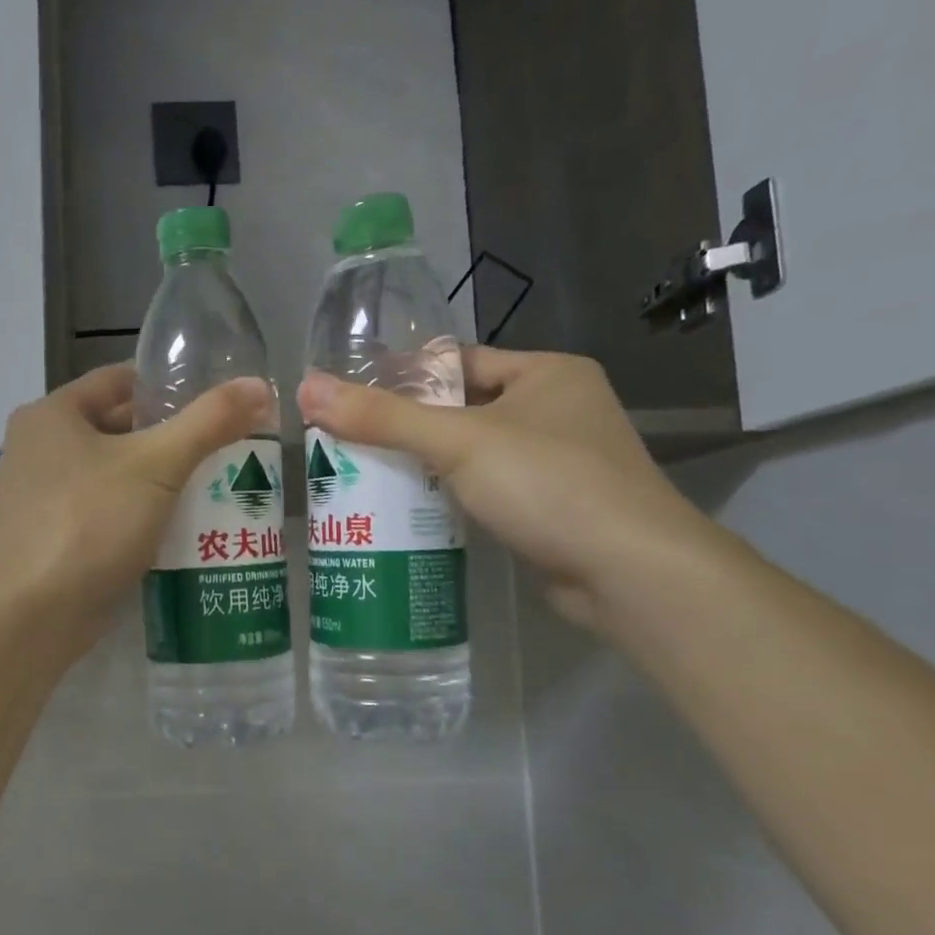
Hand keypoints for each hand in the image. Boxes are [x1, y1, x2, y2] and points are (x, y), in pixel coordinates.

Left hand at [0, 363, 271, 653]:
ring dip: (160, 481)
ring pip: (116, 476)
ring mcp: (44, 499)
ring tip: (217, 484)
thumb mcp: (156, 464)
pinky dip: (142, 515)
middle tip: (228, 446)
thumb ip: (209, 422)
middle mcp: (40, 450)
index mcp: (51, 415)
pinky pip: (108, 513)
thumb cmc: (89, 523)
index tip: (216, 401)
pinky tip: (184, 528)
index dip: (169, 386)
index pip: (119, 381)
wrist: (33, 616)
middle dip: (172, 438)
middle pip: (119, 428)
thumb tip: (261, 386)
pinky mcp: (56, 540)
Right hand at [297, 348, 719, 628]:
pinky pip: (490, 490)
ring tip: (368, 480)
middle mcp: (559, 409)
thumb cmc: (548, 484)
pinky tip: (414, 514)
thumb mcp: (458, 442)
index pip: (460, 363)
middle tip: (351, 445)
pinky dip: (455, 498)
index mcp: (547, 373)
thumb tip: (307, 388)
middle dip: (411, 429)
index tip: (356, 401)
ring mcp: (562, 461)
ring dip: (430, 467)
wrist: (628, 571)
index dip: (406, 379)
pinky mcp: (555, 508)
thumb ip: (382, 417)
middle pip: (464, 410)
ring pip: (476, 455)